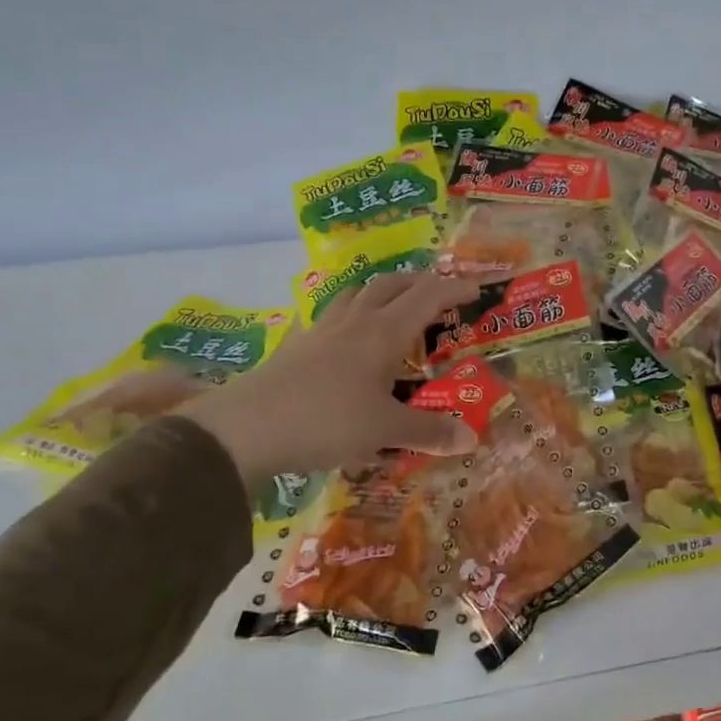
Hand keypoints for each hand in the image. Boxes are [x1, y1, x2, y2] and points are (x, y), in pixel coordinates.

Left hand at [180, 271, 482, 484]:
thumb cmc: (325, 422)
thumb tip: (471, 438)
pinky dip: (348, 315)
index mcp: (382, 334)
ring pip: (355, 294)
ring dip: (381, 291)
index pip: (426, 297)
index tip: (476, 288)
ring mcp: (320, 332)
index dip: (453, 288)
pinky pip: (329, 318)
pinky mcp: (295, 348)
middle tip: (437, 292)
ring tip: (393, 306)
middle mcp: (353, 323)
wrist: (244, 429)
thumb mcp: (384, 430)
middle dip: (418, 282)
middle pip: (389, 285)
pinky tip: (345, 338)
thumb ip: (429, 431)